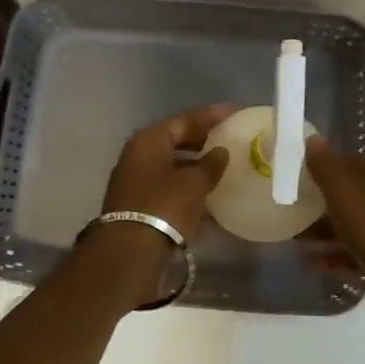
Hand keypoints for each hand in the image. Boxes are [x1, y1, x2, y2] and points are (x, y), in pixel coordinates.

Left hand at [101, 104, 234, 238]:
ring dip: (195, 165)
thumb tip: (220, 152)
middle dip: (202, 139)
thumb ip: (211, 164)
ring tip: (222, 166)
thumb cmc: (165, 206)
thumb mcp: (194, 183)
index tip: (234, 112)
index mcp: (149, 140)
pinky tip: (207, 195)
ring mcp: (135, 179)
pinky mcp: (137, 203)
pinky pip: (167, 186)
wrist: (130, 251)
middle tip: (228, 137)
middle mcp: (138, 154)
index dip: (211, 115)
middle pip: (175, 140)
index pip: (184, 119)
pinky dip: (186, 187)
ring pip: (171, 164)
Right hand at [303, 138, 364, 325]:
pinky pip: (354, 252)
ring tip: (294, 239)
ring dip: (323, 231)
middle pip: (346, 195)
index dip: (319, 167)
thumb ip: (326, 165)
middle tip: (289, 209)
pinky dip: (334, 255)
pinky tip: (312, 264)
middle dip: (318, 202)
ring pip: (349, 224)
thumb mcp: (343, 190)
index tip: (293, 176)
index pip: (345, 162)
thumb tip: (313, 138)